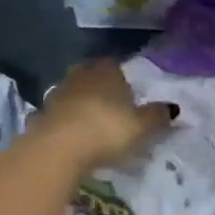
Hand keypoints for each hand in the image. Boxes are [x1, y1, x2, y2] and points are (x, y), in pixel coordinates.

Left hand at [35, 59, 175, 174]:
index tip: (127, 99)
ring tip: (90, 128)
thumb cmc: (106, 129)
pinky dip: (64, 124)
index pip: (114, 66)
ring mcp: (57, 93)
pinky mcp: (40, 115)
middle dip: (99, 91)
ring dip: (79, 107)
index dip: (121, 81)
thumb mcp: (141, 126)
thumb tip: (174, 108)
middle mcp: (80, 75)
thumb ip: (157, 116)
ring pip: (72, 95)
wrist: (58, 148)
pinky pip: (57, 116)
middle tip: (110, 111)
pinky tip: (70, 140)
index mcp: (106, 71)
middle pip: (91, 77)